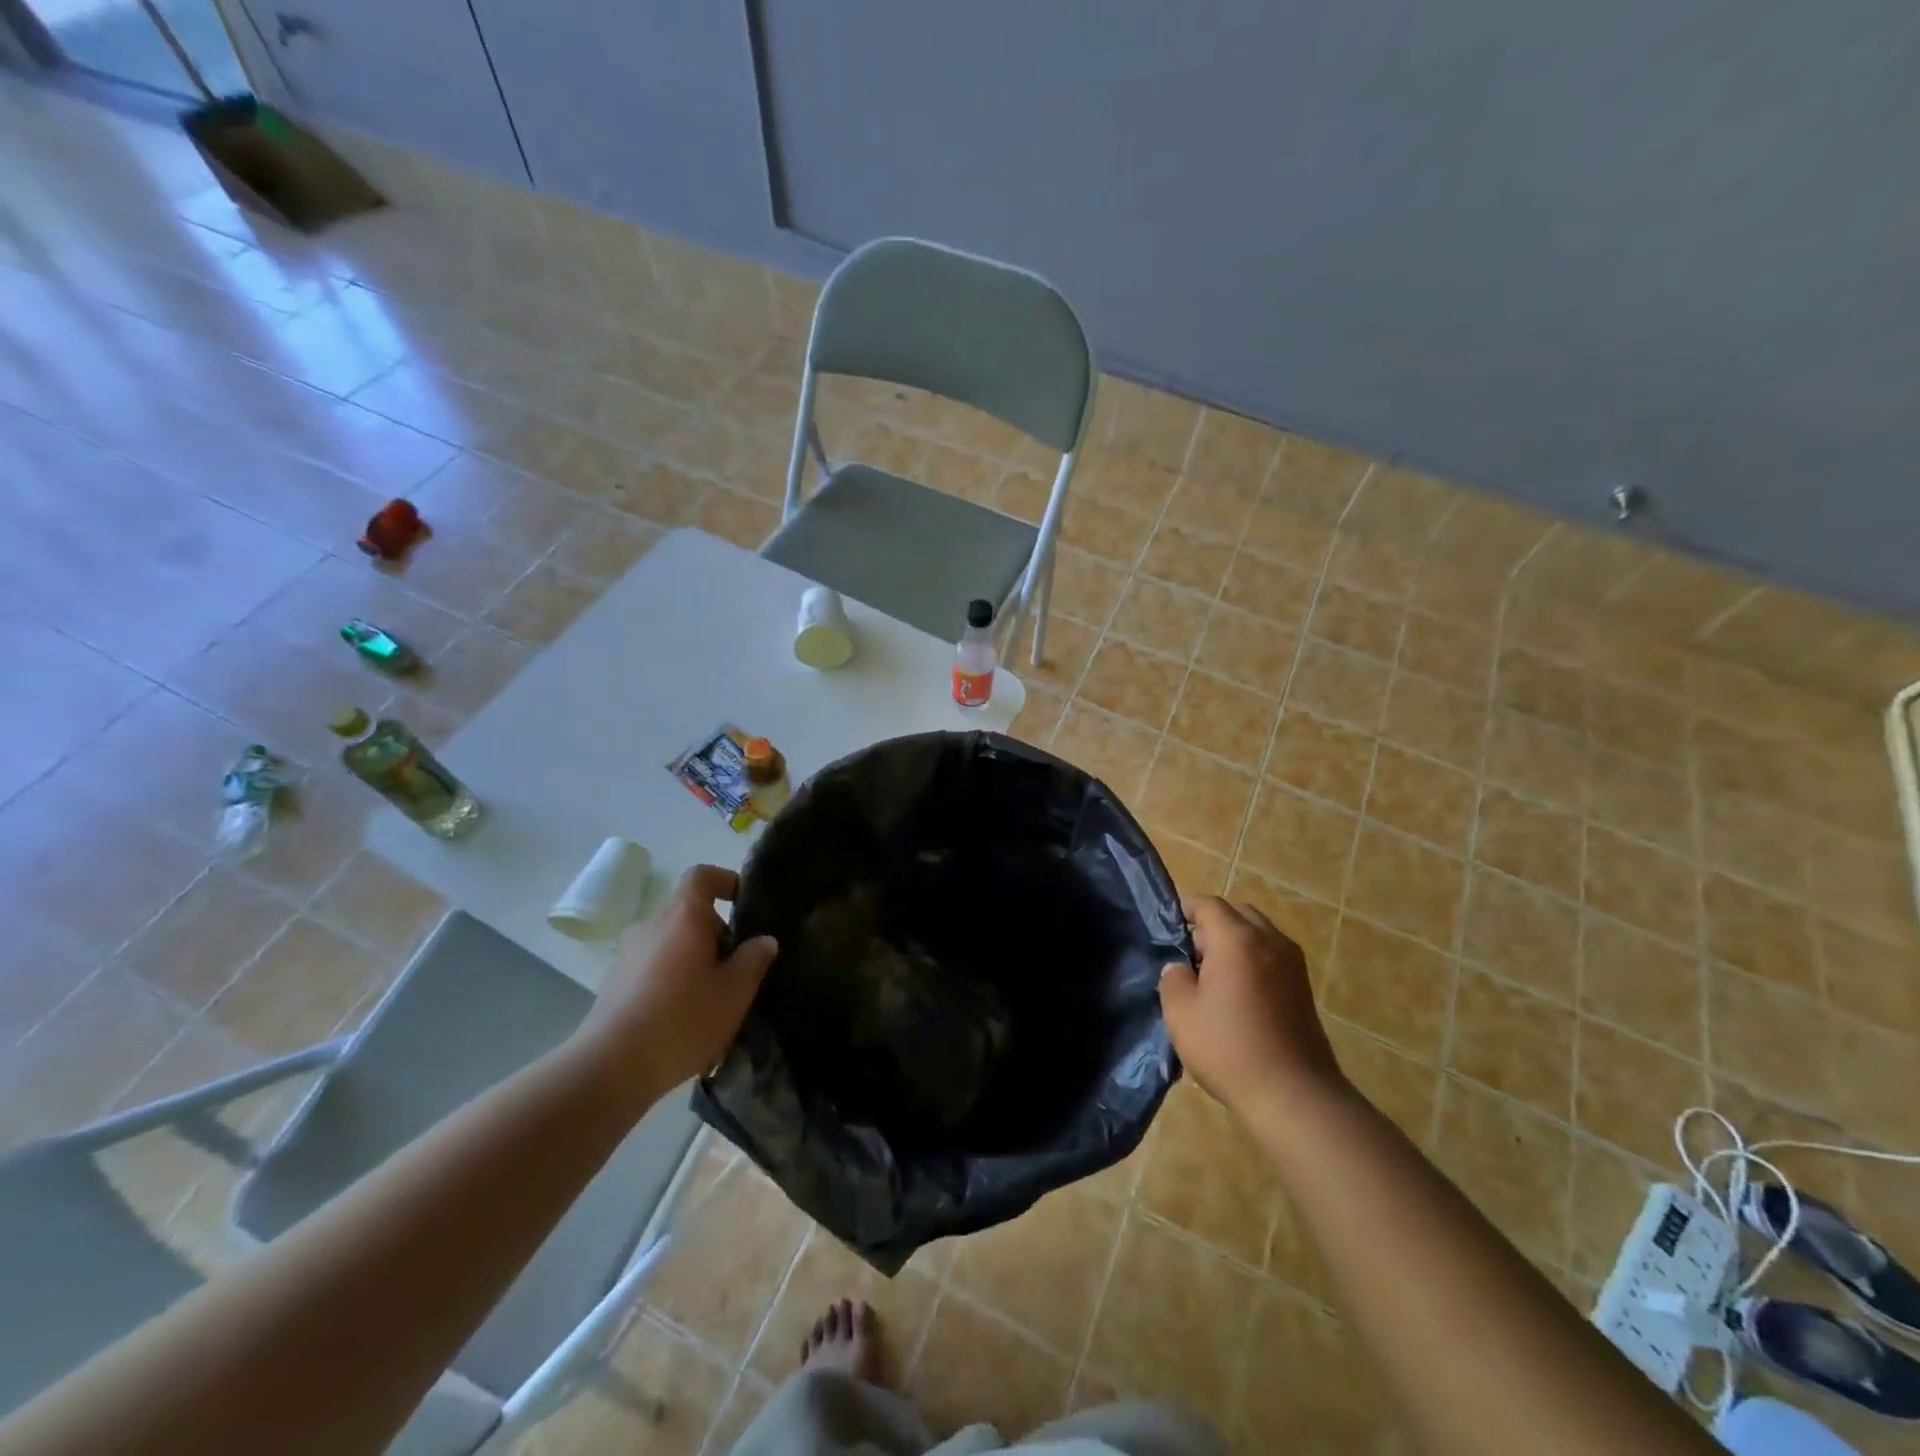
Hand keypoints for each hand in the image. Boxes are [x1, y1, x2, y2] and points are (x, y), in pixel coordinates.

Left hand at [573, 865, 777, 1109]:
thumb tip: (763, 940)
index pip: (701, 876)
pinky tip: (684, 1017)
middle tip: (738, 968)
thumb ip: (753, 959)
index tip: (744, 902)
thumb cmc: (682, 1020)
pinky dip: (673, 979)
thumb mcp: (734, 992)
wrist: (611, 1068)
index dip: (725, 880)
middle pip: (689, 914)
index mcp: (683, 918)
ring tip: (714, 998)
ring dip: (695, 959)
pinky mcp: (615, 983)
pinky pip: (654, 967)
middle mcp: (652, 926)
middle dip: (716, 934)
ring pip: (672, 943)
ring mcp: (628, 954)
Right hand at [1159, 896, 1345, 1120]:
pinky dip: (1252, 960)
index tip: (1166, 923)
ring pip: (1258, 934)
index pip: (1208, 904)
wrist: (1293, 1095)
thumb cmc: (1228, 1047)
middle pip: (1237, 913)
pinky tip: (1237, 993)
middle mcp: (1269, 940)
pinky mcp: (1304, 988)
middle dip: (1212, 923)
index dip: (1185, 908)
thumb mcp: (1180, 1012)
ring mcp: (1292, 964)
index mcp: (1237, 938)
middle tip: (1188, 951)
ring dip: (1234, 942)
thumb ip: (1173, 978)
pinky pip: (1271, 956)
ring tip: (1212, 974)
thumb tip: (1181, 968)